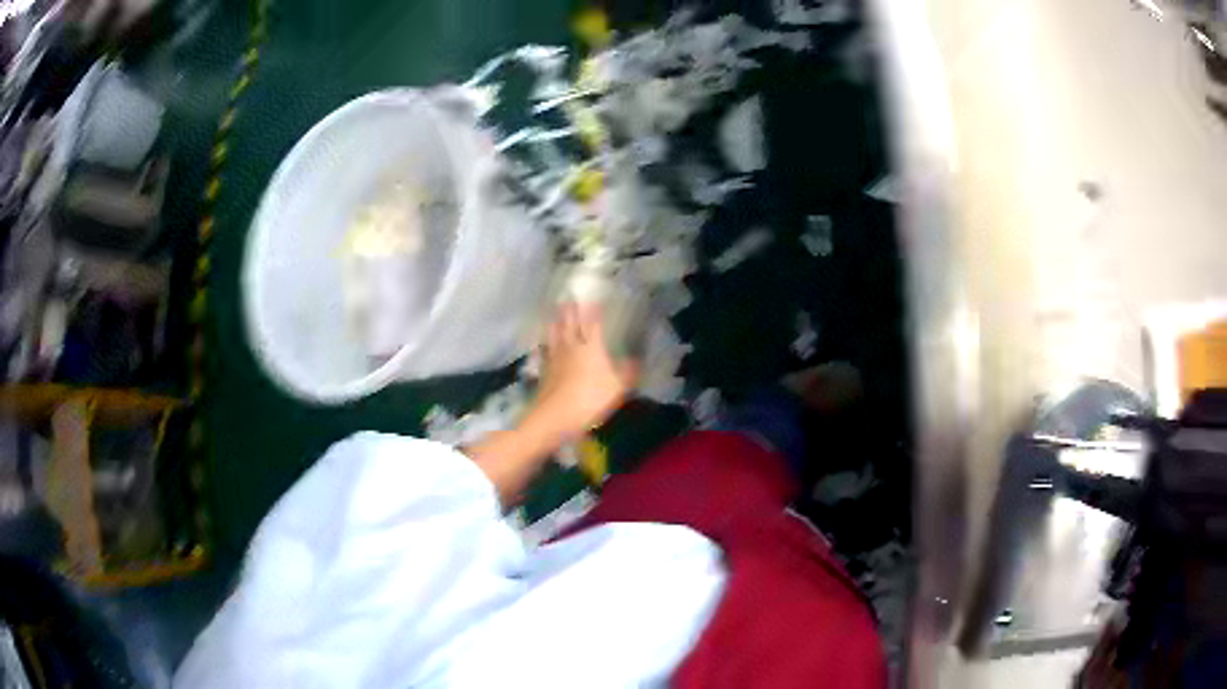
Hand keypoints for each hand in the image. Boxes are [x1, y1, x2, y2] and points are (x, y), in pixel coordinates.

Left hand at [529, 302, 638, 440]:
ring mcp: (555, 358)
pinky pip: (545, 351)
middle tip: (568, 296)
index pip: (593, 323)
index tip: (594, 296)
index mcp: (591, 348)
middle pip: (569, 323)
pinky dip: (545, 343)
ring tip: (554, 311)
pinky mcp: (544, 371)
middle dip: (570, 309)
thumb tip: (636, 360)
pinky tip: (544, 343)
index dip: (594, 309)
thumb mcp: (617, 389)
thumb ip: (628, 373)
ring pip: (554, 334)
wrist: (554, 417)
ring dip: (555, 321)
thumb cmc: (589, 400)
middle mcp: (571, 347)